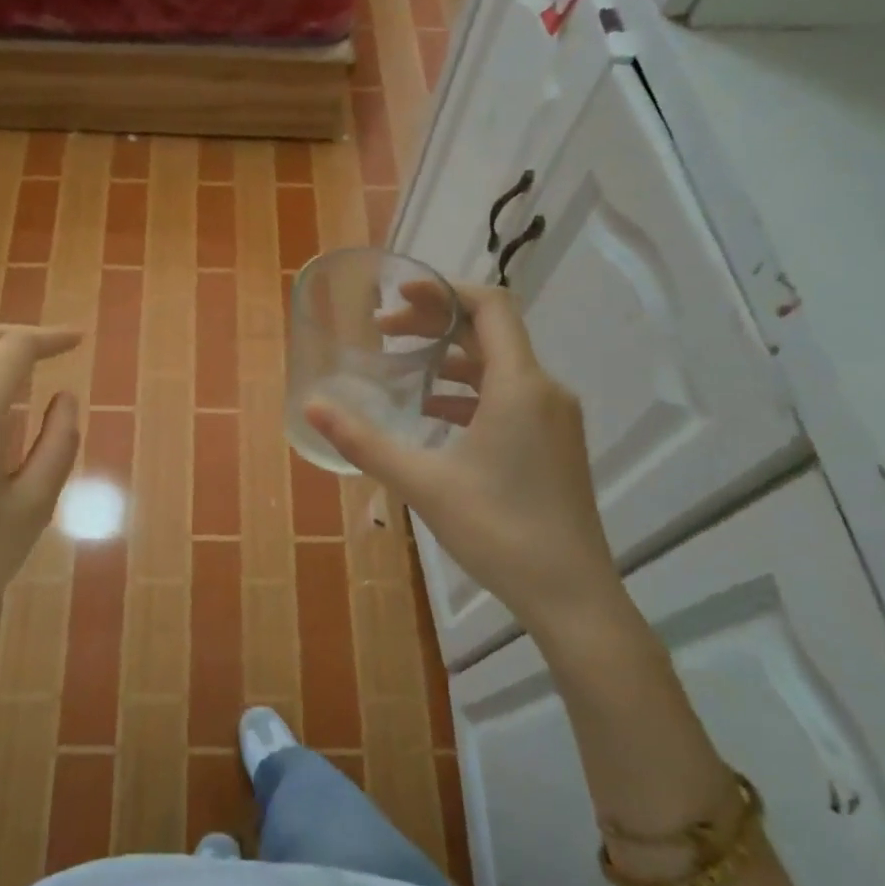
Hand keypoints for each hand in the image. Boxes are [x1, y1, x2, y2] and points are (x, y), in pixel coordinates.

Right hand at [305, 282, 623, 637]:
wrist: (572, 595)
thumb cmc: (498, 531)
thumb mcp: (423, 483)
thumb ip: (364, 441)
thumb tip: (313, 406)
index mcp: (520, 386)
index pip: (490, 307)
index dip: (443, 290)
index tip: (398, 294)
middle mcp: (544, 390)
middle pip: (490, 332)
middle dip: (435, 324)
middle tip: (384, 332)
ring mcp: (554, 418)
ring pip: (500, 366)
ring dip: (451, 359)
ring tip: (403, 370)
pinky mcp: (554, 443)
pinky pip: (510, 396)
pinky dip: (470, 392)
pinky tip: (435, 415)